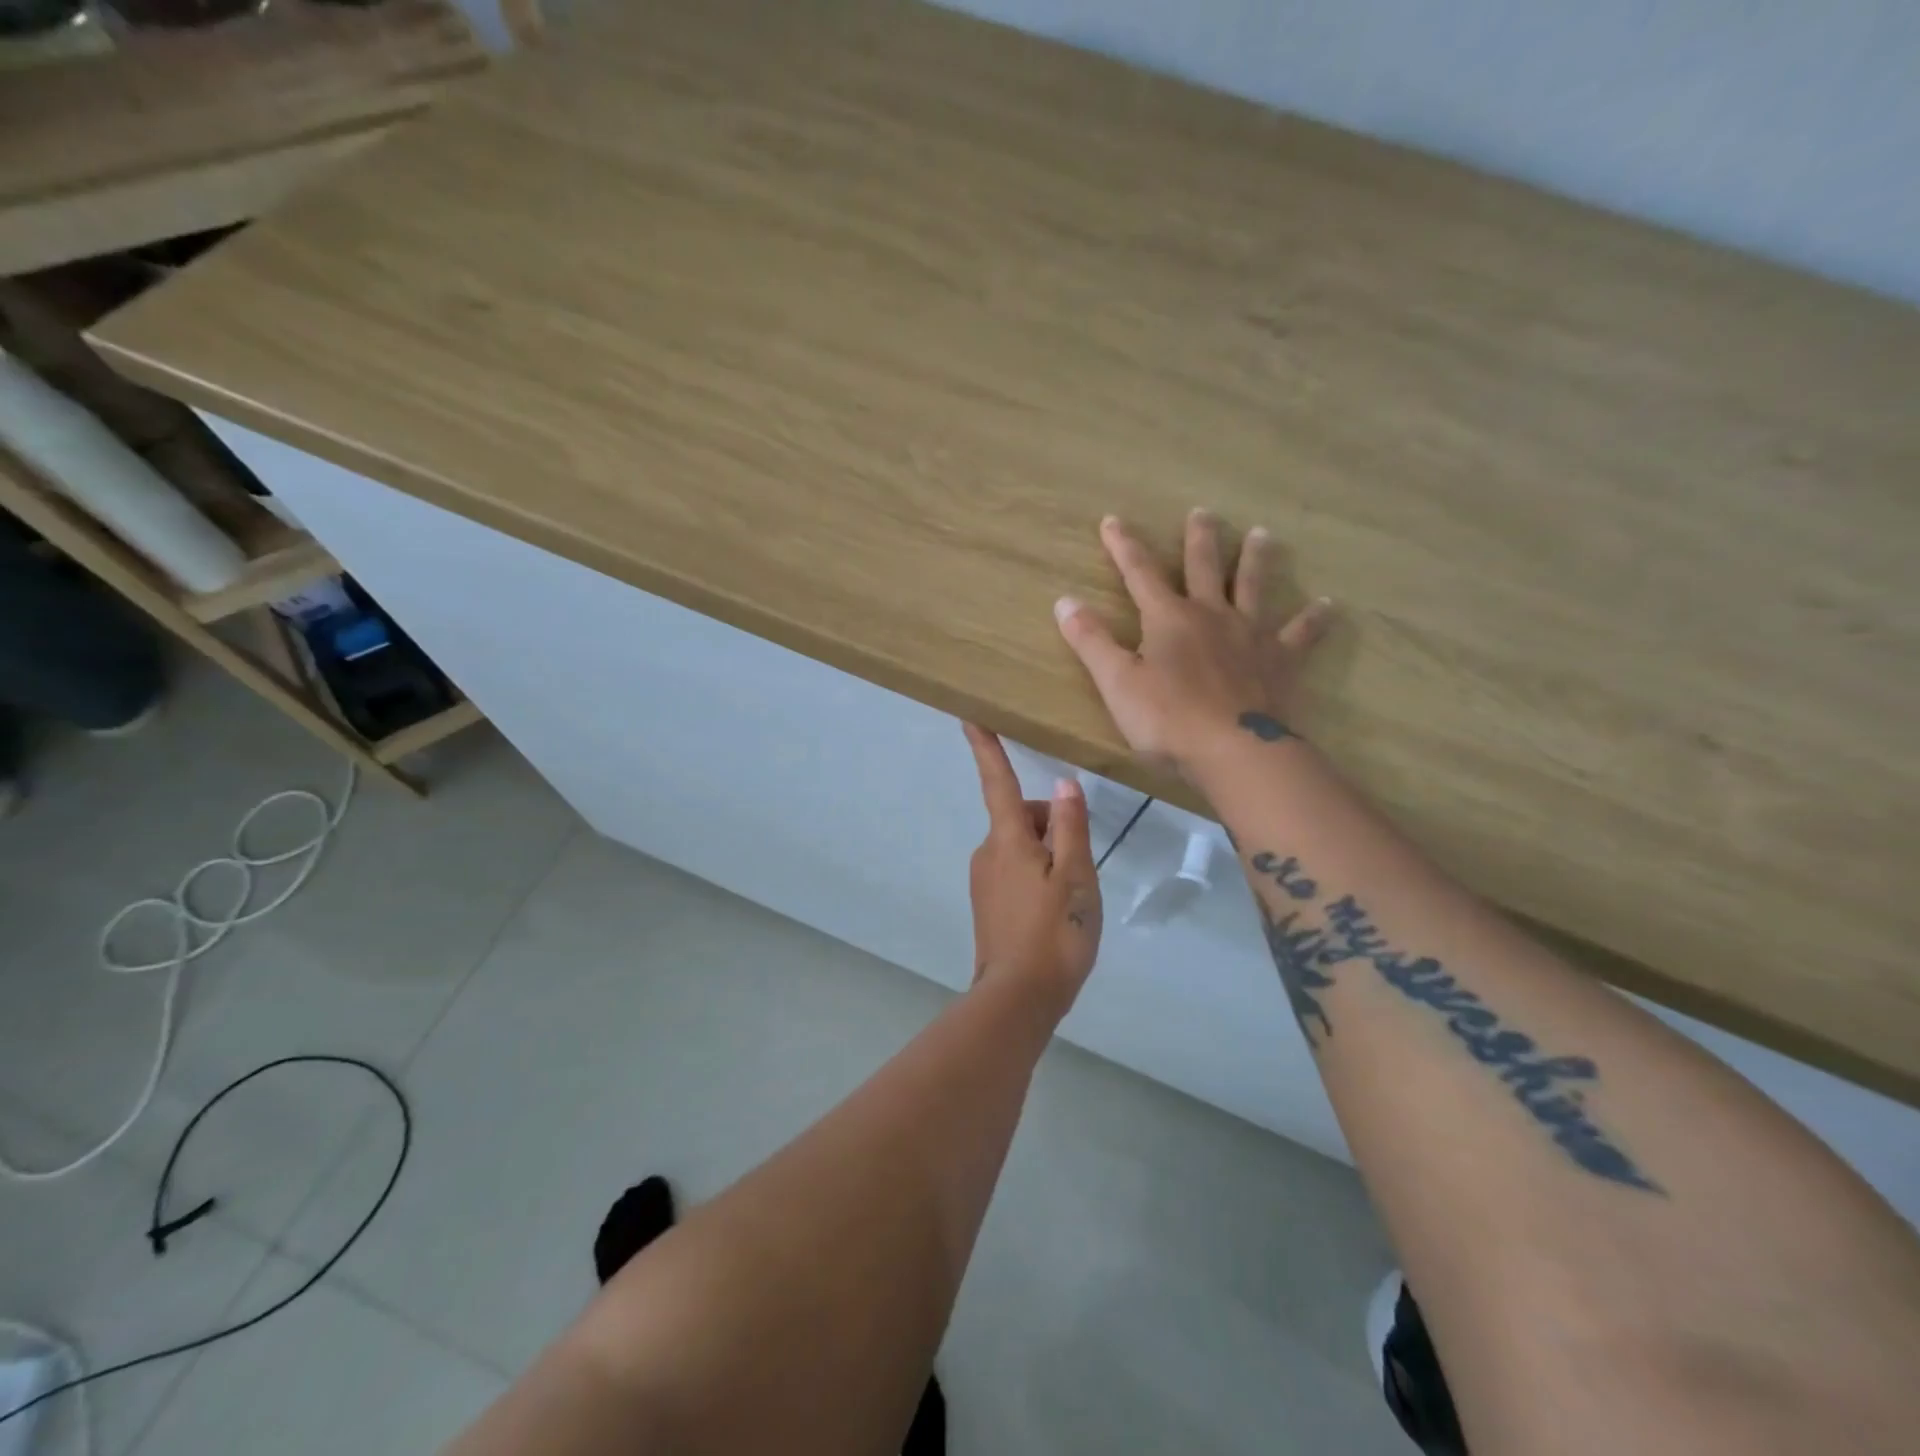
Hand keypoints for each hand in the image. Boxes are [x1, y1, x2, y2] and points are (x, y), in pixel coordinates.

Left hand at [962, 723, 1101, 1017]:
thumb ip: (1070, 826)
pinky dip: (1039, 876)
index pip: (998, 782)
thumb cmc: (1054, 931)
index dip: (986, 748)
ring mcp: (984, 879)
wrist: (1020, 997)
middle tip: (1080, 868)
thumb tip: (1063, 783)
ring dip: (1049, 855)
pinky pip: (1017, 871)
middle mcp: (987, 852)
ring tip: (1072, 896)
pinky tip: (1056, 911)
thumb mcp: (1076, 875)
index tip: (969, 716)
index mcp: (1007, 838)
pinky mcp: (988, 903)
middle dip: (1052, 826)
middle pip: (1022, 818)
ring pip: (1022, 846)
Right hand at [1055, 511, 1332, 775]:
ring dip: (1256, 559)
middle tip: (1203, 511)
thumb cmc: (1167, 720)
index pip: (1140, 573)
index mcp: (1168, 619)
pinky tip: (1327, 606)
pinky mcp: (1281, 661)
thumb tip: (1064, 601)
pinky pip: (1301, 634)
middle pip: (1204, 567)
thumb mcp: (1116, 682)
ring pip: (1254, 587)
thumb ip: (1091, 641)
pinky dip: (1314, 619)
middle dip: (1199, 538)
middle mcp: (1211, 615)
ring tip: (1261, 535)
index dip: (1123, 546)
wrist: (1234, 751)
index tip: (1112, 520)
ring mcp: (1251, 635)